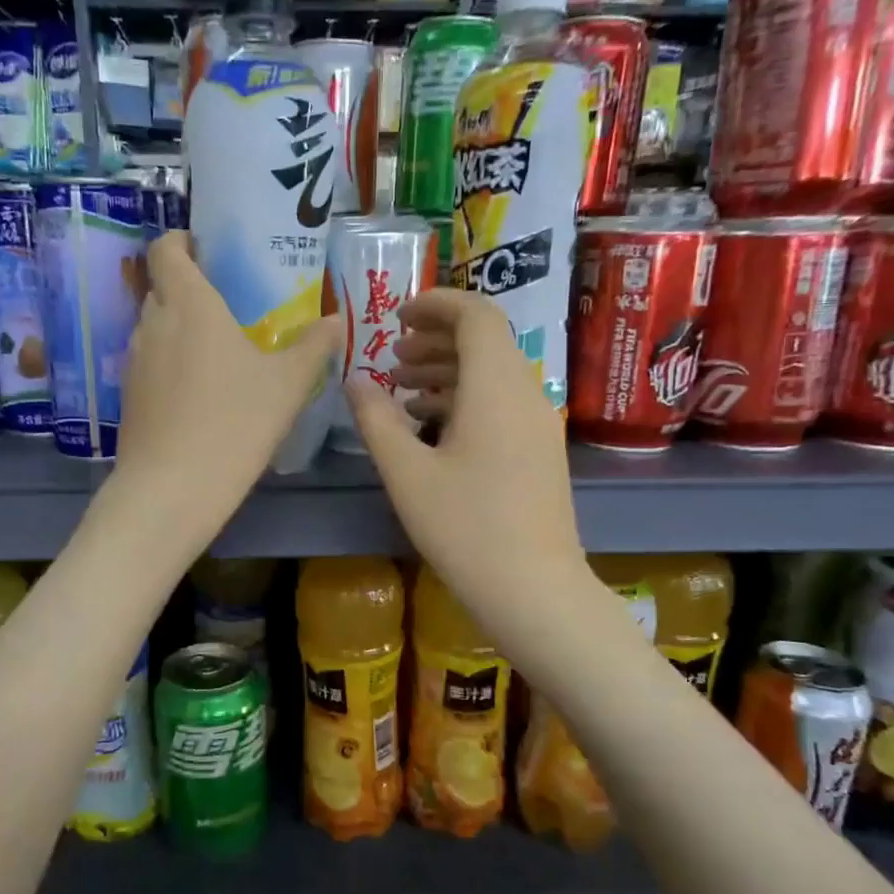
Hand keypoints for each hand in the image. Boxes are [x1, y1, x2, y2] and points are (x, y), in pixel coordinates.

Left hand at [115, 231, 341, 542]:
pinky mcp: (129, 395)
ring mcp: (134, 360)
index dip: (182, 241)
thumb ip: (313, 347)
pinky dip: (171, 363)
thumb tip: (337, 321)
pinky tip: (200, 393)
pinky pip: (150, 362)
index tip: (208, 251)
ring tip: (220, 352)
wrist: (173, 489)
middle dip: (191, 288)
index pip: (166, 249)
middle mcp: (153, 322)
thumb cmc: (235, 423)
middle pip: (162, 287)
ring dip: (181, 328)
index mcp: (190, 303)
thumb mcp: (288, 385)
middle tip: (231, 306)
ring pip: (156, 327)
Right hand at [347, 288, 588, 641]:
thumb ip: (375, 419)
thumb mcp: (406, 472)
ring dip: (448, 369)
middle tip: (392, 355)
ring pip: (493, 373)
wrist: (534, 589)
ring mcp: (538, 423)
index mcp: (496, 386)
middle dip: (436, 338)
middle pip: (486, 341)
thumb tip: (353, 381)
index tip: (397, 315)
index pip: (476, 314)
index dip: (436, 304)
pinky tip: (429, 425)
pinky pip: (502, 402)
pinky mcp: (540, 450)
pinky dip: (465, 398)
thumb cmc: (465, 527)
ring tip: (402, 388)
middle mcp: (525, 392)